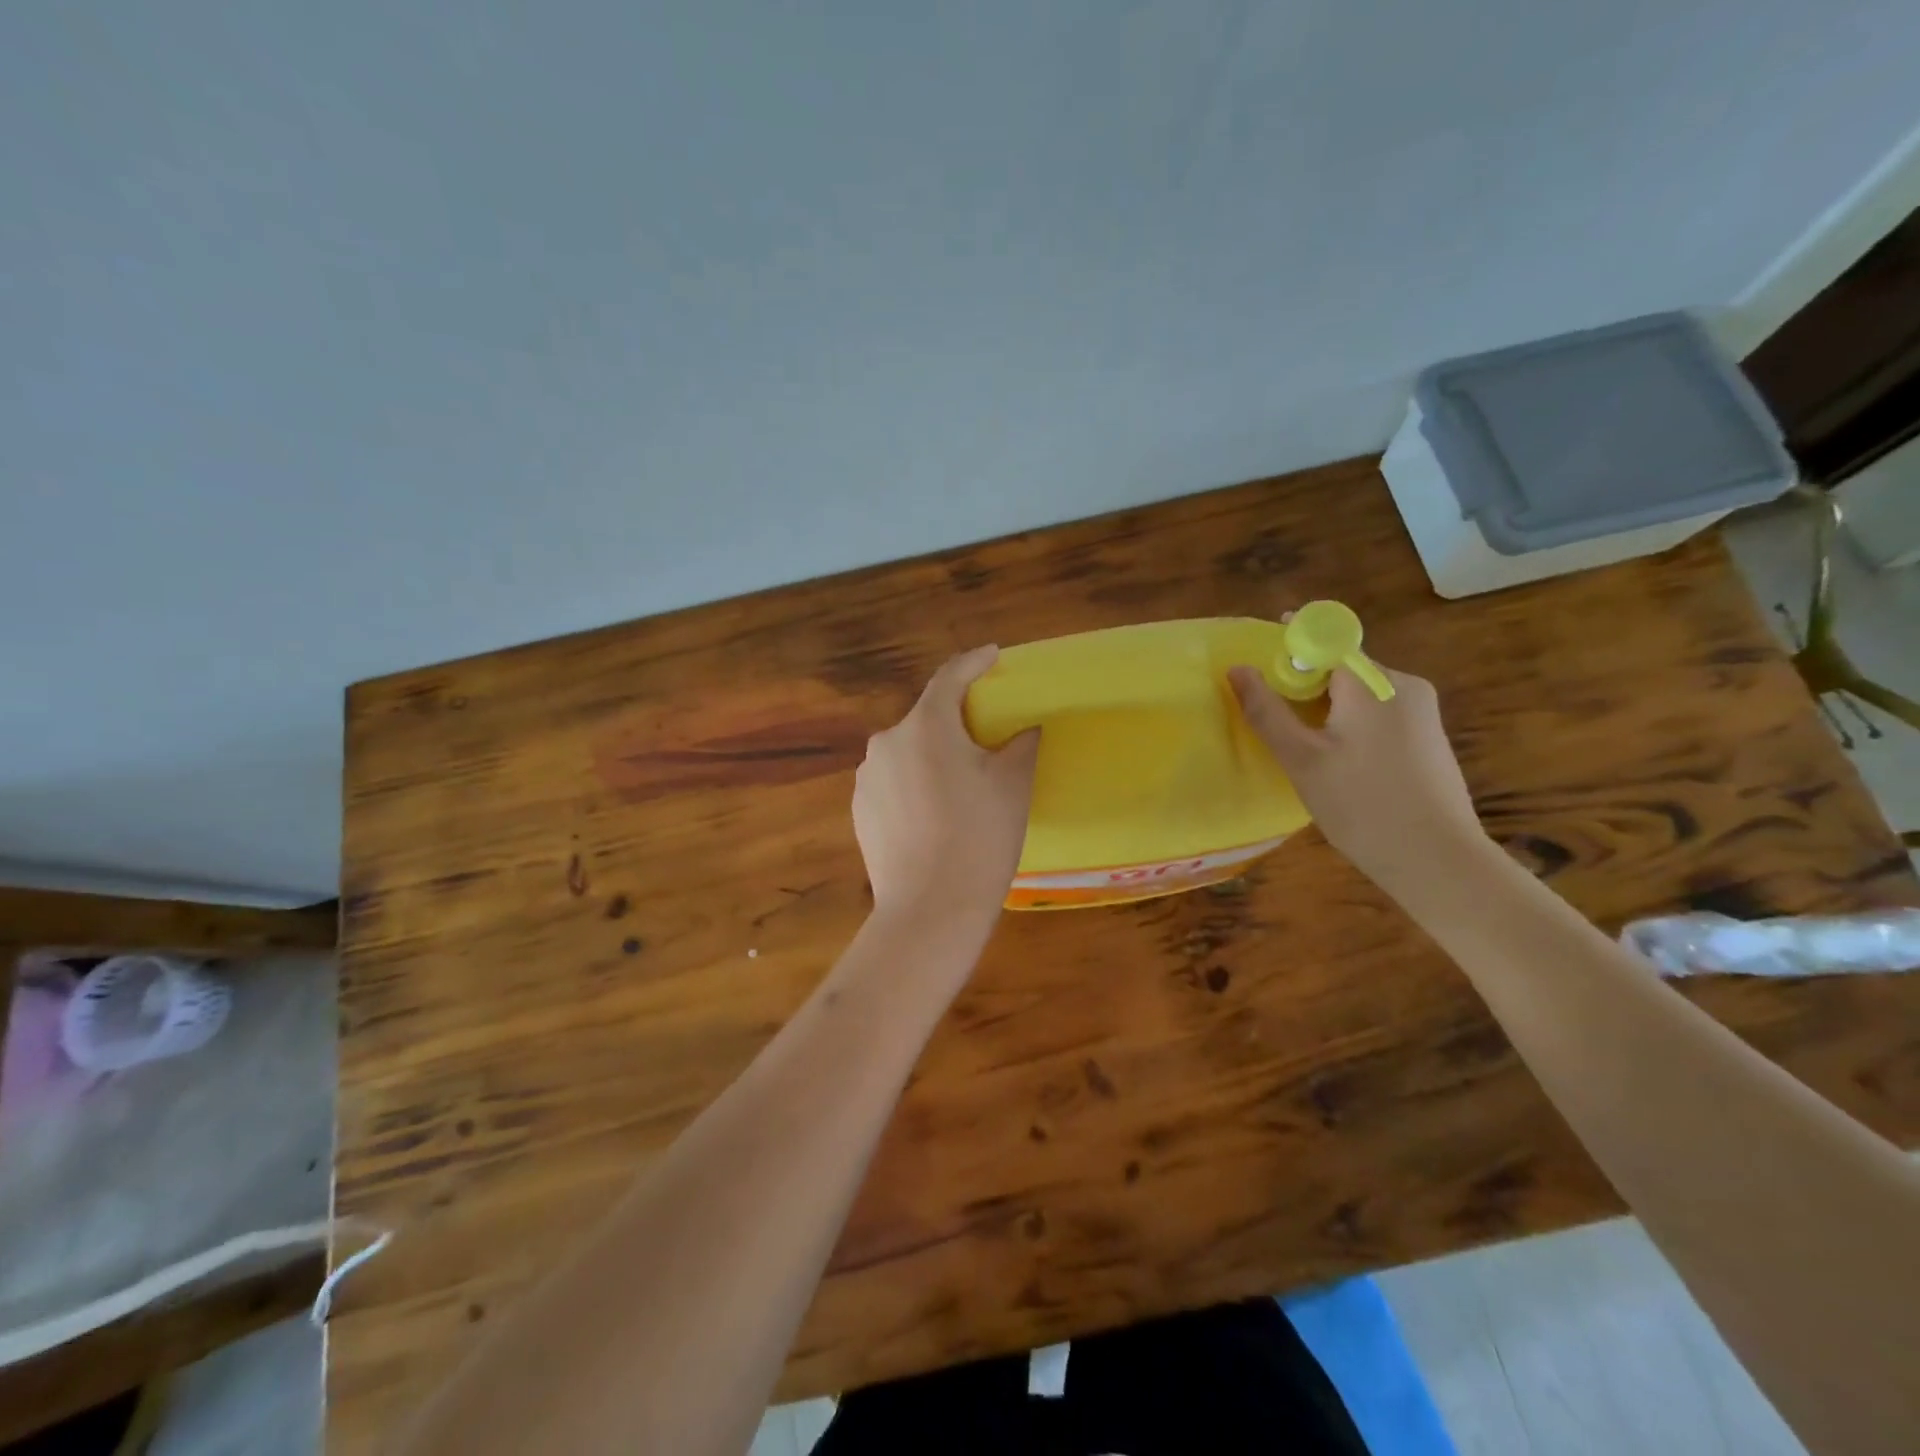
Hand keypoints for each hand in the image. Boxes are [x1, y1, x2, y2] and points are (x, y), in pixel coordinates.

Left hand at [853, 646, 1039, 921]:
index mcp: (926, 726)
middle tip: (987, 738)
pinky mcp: (860, 810)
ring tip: (961, 786)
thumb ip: (1020, 743)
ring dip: (934, 757)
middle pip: (928, 718)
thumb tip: (1023, 728)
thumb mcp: (1013, 784)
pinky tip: (935, 815)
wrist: (929, 910)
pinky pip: (894, 783)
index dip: (974, 663)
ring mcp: (868, 778)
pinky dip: (916, 785)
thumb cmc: (979, 838)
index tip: (992, 656)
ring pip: (909, 753)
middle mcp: (887, 742)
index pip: (950, 678)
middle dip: (957, 721)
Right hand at [1227, 657, 1482, 892]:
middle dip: (1303, 686)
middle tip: (1276, 723)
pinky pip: (1377, 713)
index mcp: (1374, 682)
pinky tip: (1339, 764)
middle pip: (1341, 667)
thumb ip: (1266, 710)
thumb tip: (1238, 668)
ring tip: (1304, 751)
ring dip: (1325, 709)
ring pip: (1358, 692)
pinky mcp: (1428, 737)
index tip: (1263, 674)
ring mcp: (1422, 711)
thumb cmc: (1362, 805)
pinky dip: (1349, 725)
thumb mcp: (1302, 759)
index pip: (1325, 640)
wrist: (1438, 861)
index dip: (1289, 648)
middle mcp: (1404, 684)